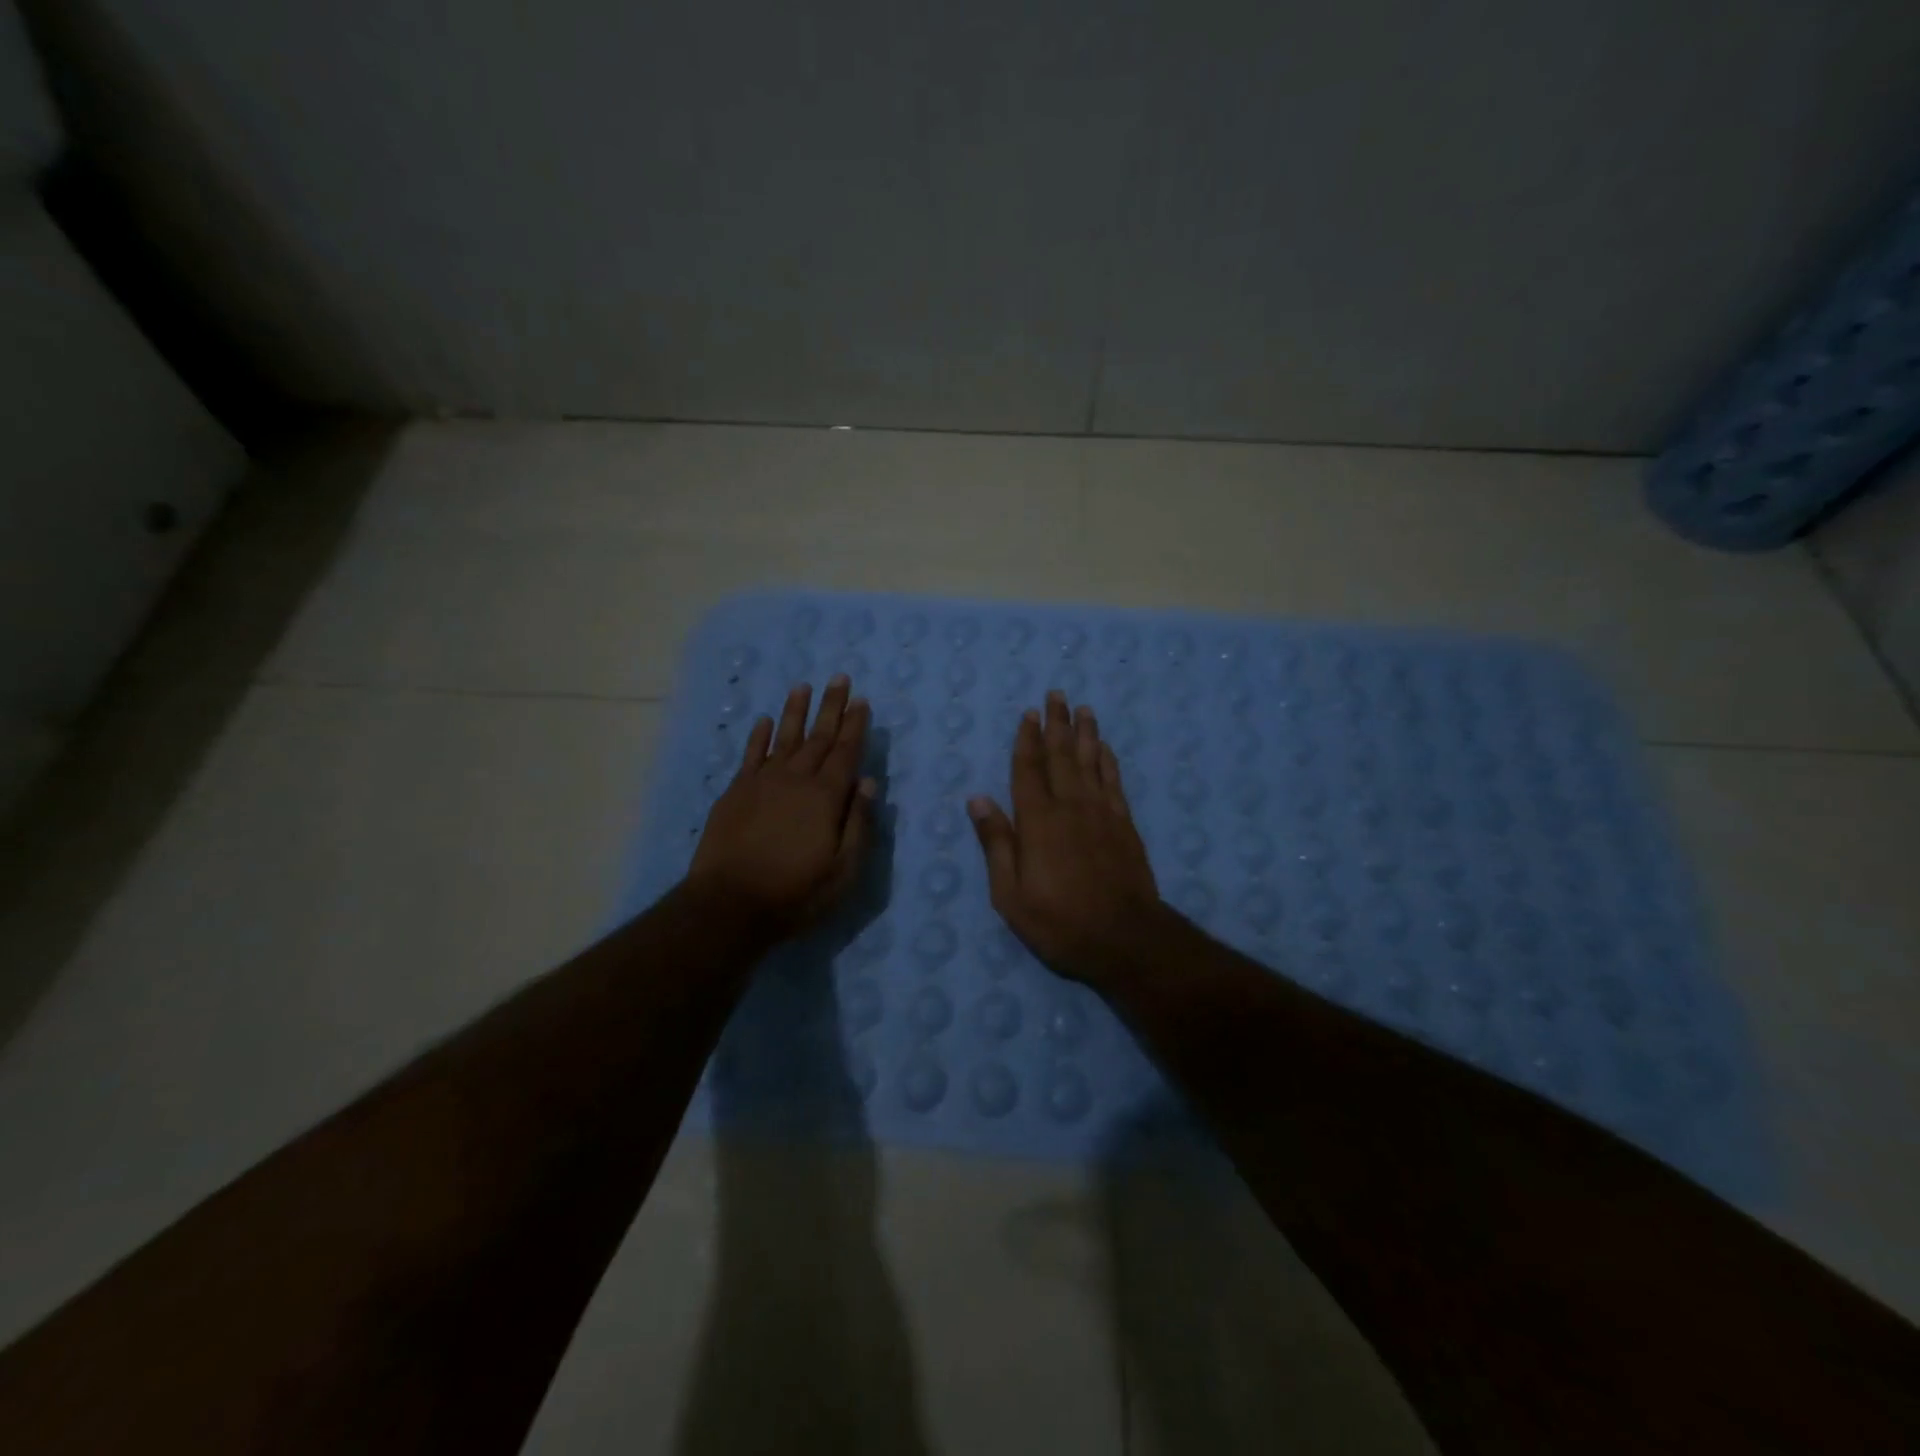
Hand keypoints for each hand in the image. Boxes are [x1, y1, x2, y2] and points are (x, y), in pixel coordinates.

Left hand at [688, 676, 876, 936]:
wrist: (729, 905)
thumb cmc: (795, 893)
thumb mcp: (842, 870)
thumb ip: (858, 824)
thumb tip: (869, 782)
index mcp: (826, 797)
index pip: (846, 752)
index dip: (855, 726)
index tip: (862, 701)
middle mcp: (796, 779)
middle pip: (818, 737)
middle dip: (831, 707)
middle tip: (840, 679)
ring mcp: (762, 782)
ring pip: (783, 738)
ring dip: (795, 711)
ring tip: (802, 686)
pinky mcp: (736, 792)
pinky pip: (751, 755)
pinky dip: (759, 736)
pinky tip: (765, 721)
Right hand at [968, 691, 1165, 985]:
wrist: (1124, 938)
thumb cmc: (1059, 921)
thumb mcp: (1010, 894)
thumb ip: (996, 843)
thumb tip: (977, 799)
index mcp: (1038, 821)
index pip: (1029, 769)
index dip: (1027, 740)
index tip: (1029, 713)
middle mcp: (1070, 806)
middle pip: (1062, 756)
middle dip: (1057, 724)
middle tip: (1056, 695)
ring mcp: (1102, 813)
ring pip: (1091, 762)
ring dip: (1085, 733)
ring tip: (1083, 709)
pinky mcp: (1124, 825)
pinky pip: (1114, 782)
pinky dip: (1108, 761)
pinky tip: (1105, 748)